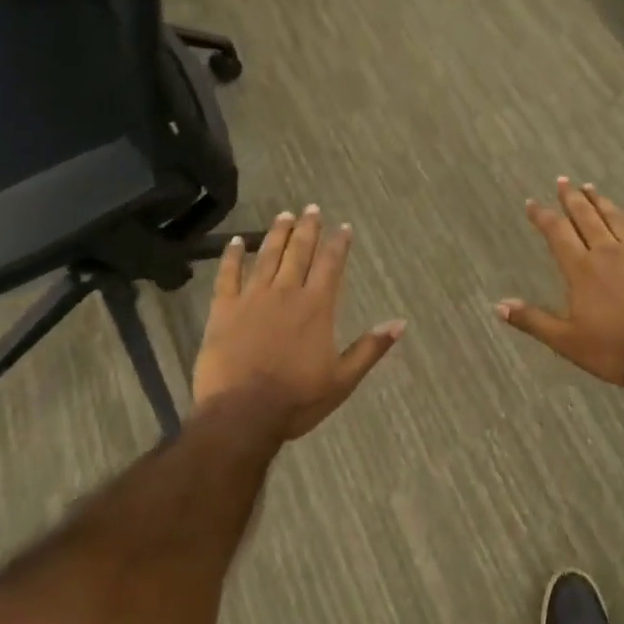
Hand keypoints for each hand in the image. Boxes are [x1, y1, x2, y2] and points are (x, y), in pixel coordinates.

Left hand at [192, 206, 404, 439]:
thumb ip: (370, 348)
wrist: (242, 414)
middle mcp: (286, 293)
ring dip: (276, 234)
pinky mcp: (223, 310)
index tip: (343, 226)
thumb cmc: (296, 399)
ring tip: (284, 215)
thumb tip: (399, 322)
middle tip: (312, 208)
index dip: (338, 244)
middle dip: (308, 228)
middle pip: (298, 252)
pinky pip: (227, 276)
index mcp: (316, 307)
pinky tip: (235, 241)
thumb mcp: (343, 379)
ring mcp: (252, 298)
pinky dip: (232, 257)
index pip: (331, 265)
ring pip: (266, 256)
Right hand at [496, 179, 623, 388]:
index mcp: (581, 270)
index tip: (533, 203)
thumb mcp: (567, 342)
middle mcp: (606, 253)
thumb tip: (499, 305)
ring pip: (614, 219)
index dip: (543, 216)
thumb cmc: (615, 350)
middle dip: (572, 198)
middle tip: (562, 181)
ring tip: (590, 187)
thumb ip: (533, 321)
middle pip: (586, 217)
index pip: (557, 233)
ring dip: (600, 201)